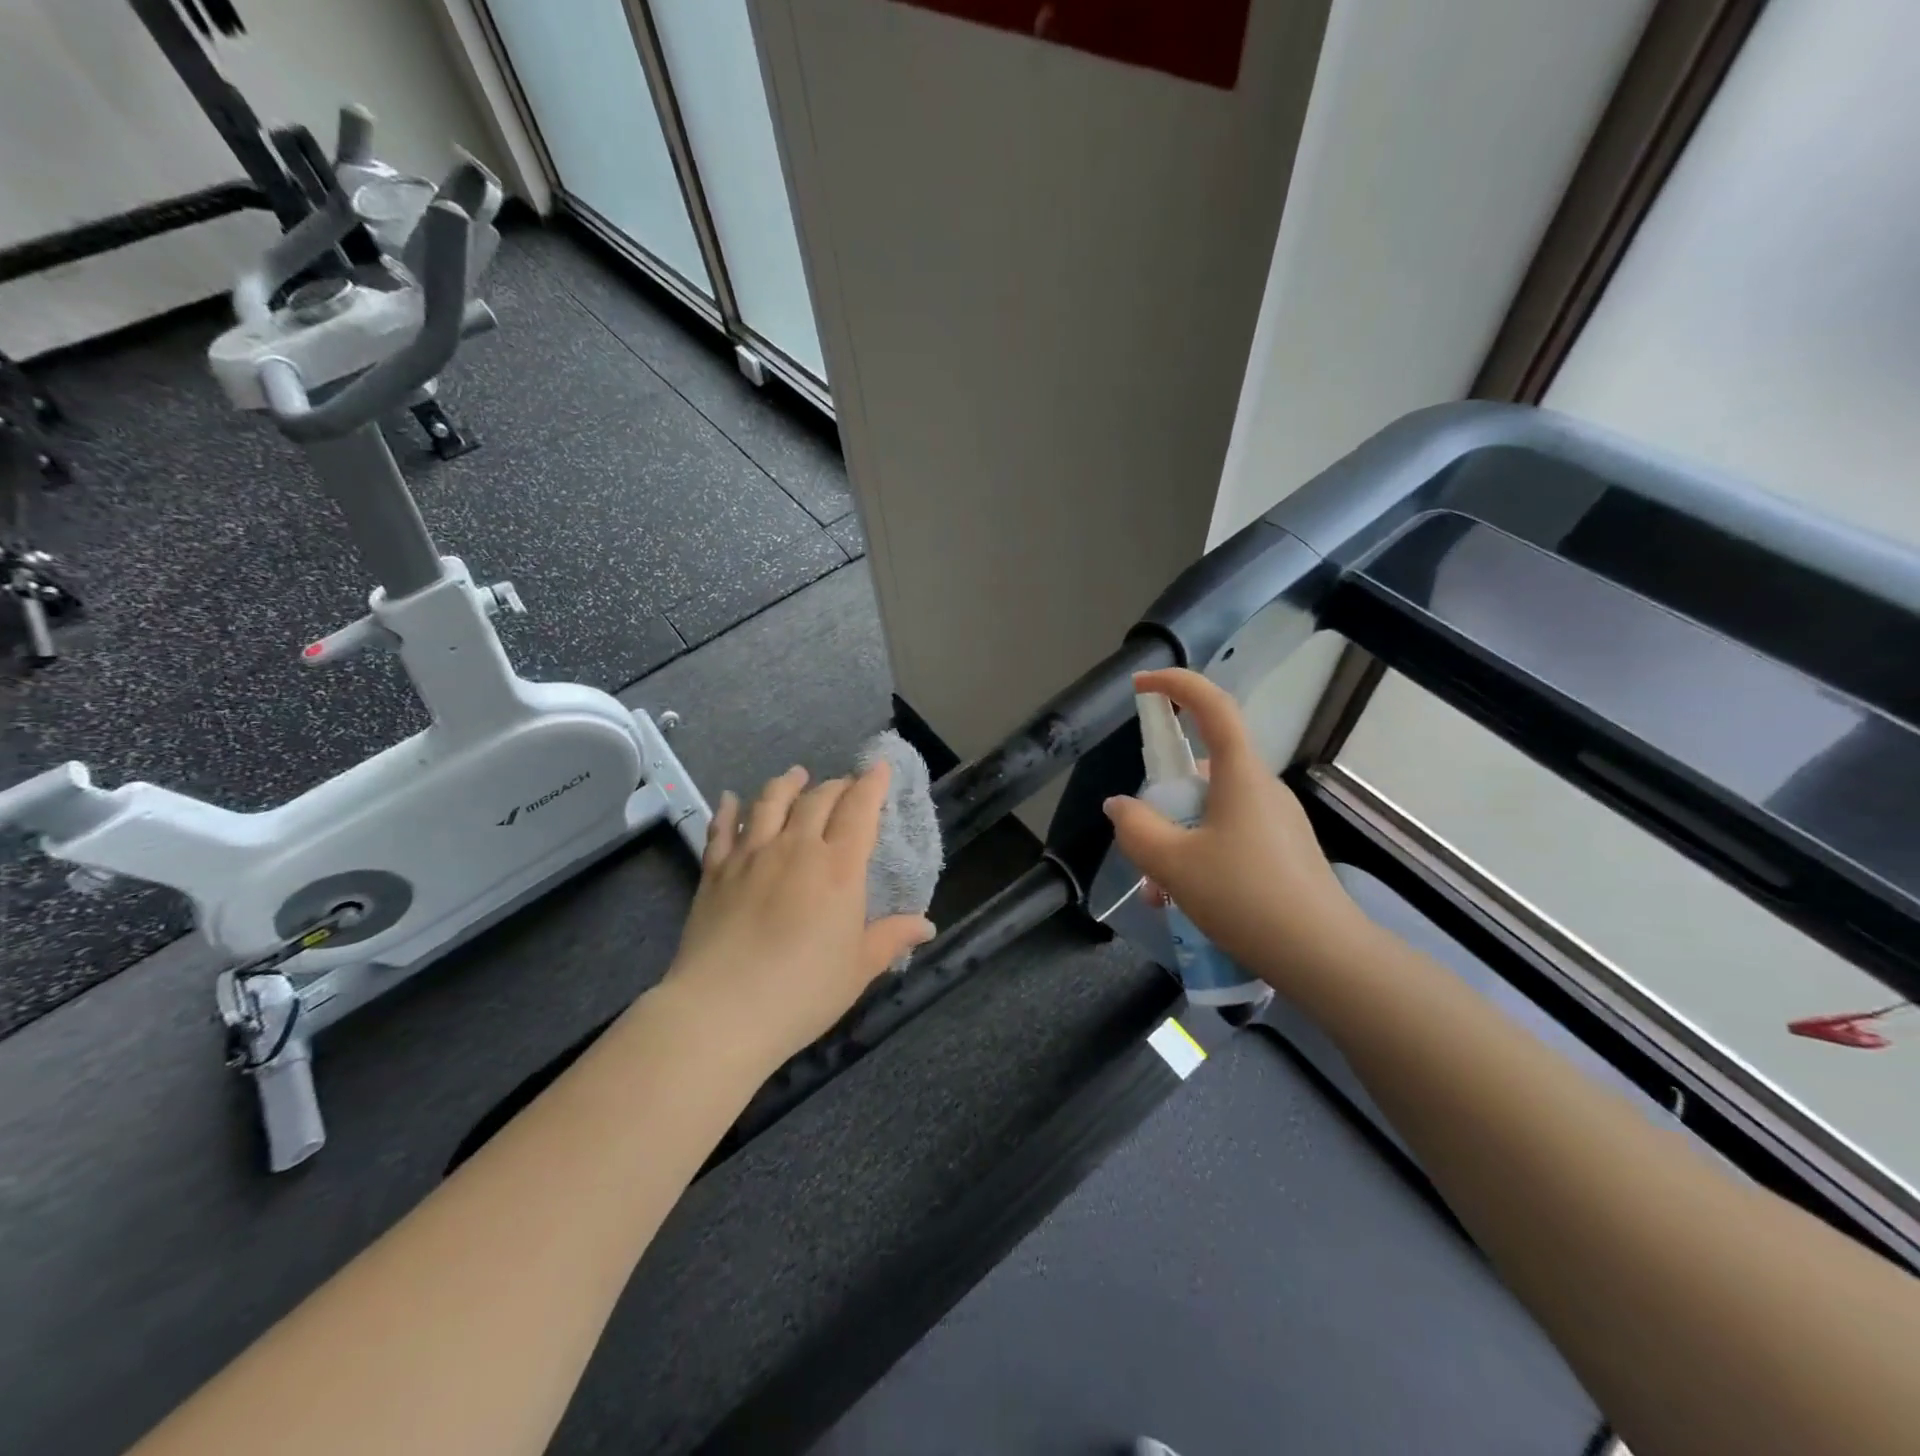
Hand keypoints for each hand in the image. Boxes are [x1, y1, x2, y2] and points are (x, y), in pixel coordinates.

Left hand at [664, 763, 936, 1069]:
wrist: (722, 1011)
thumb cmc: (803, 992)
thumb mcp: (859, 969)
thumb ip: (891, 938)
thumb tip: (927, 925)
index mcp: (838, 868)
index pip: (859, 810)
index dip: (872, 785)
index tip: (879, 767)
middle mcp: (796, 848)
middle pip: (817, 800)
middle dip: (836, 786)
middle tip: (844, 784)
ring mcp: (751, 856)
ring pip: (770, 803)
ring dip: (786, 784)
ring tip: (796, 775)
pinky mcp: (714, 872)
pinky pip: (722, 830)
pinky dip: (729, 810)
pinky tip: (731, 799)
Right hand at [1103, 668, 1361, 987]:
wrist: (1323, 958)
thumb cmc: (1245, 897)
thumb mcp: (1173, 864)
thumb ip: (1136, 828)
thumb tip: (1120, 806)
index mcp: (1240, 775)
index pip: (1212, 706)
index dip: (1176, 685)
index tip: (1141, 686)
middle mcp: (1261, 789)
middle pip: (1202, 773)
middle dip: (1163, 803)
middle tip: (1141, 843)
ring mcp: (1276, 823)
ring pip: (1210, 815)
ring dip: (1177, 843)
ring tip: (1159, 894)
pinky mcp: (1282, 854)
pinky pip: (1228, 841)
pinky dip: (1199, 861)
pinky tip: (1184, 905)